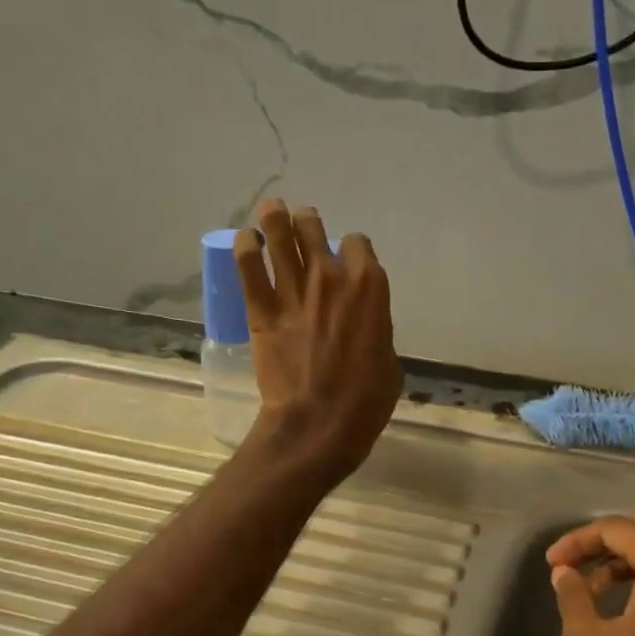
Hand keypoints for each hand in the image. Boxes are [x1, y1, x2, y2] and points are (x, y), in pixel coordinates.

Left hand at [234, 199, 401, 482]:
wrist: (319, 424)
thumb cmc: (365, 401)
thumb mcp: (389, 362)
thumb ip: (376, 330)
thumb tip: (365, 327)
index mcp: (370, 286)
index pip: (358, 243)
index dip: (351, 249)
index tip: (347, 259)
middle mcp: (331, 276)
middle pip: (314, 228)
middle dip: (309, 222)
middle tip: (303, 225)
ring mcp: (293, 290)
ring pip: (280, 235)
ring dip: (274, 218)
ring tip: (270, 211)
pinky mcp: (262, 309)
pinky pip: (247, 266)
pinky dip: (245, 248)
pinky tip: (245, 241)